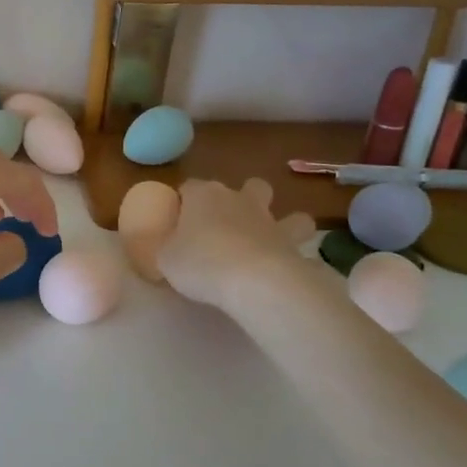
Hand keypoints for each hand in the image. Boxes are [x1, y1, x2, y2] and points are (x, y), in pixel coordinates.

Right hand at [158, 178, 308, 308]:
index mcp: (203, 195)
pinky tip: (288, 266)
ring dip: (283, 221)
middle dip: (244, 198)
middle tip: (230, 223)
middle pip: (248, 185)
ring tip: (272, 241)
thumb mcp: (166, 259)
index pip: (190, 186)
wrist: (254, 281)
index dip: (184, 201)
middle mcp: (239, 199)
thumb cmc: (201, 263)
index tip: (178, 219)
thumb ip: (167, 248)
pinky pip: (300, 244)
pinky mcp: (294, 245)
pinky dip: (296, 252)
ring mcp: (270, 220)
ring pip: (287, 210)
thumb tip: (170, 247)